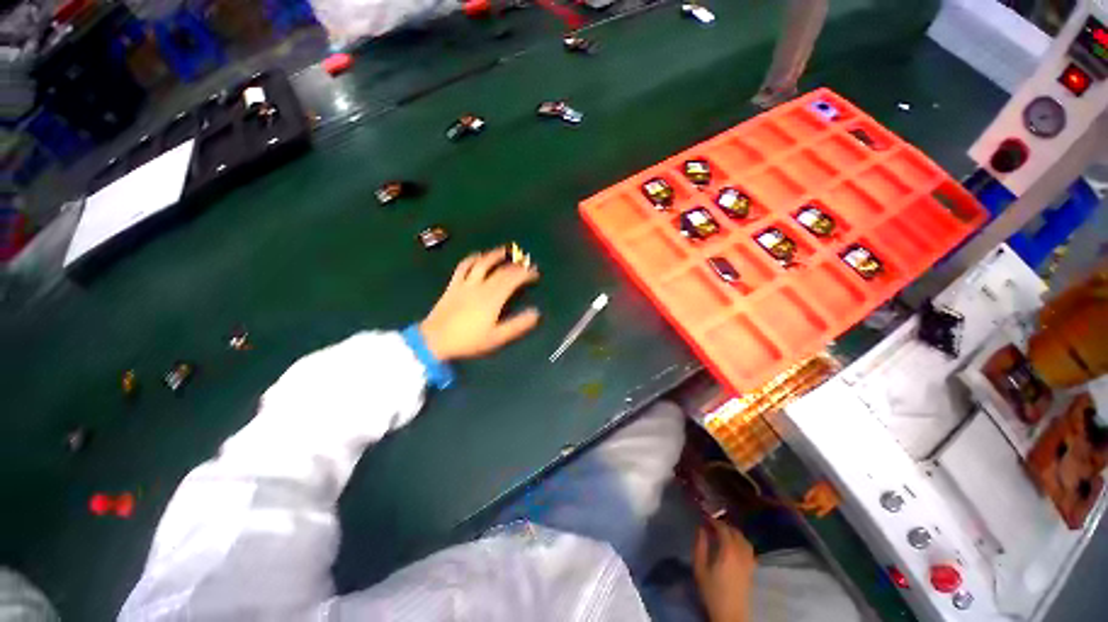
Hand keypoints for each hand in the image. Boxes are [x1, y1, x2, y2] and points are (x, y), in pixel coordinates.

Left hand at [420, 247, 539, 360]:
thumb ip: (517, 325)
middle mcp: (480, 286)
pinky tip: (478, 256)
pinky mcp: (453, 285)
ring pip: (482, 264)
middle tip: (526, 263)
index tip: (535, 273)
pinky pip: (463, 267)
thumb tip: (536, 313)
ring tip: (505, 251)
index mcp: (493, 299)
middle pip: (501, 271)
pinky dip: (472, 259)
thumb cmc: (469, 340)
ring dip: (495, 255)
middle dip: (516, 265)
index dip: (526, 274)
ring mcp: (465, 284)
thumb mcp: (497, 337)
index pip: (513, 280)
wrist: (435, 340)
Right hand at [693, 518, 756, 621]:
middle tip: (712, 524)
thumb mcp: (700, 568)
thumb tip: (701, 528)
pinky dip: (742, 542)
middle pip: (735, 532)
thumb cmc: (712, 591)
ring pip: (744, 540)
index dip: (714, 520)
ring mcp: (749, 561)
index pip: (723, 528)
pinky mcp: (752, 570)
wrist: (730, 614)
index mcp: (728, 550)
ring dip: (734, 533)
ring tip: (724, 533)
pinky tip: (735, 547)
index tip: (704, 516)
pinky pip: (749, 549)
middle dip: (724, 525)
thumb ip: (700, 545)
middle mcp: (741, 553)